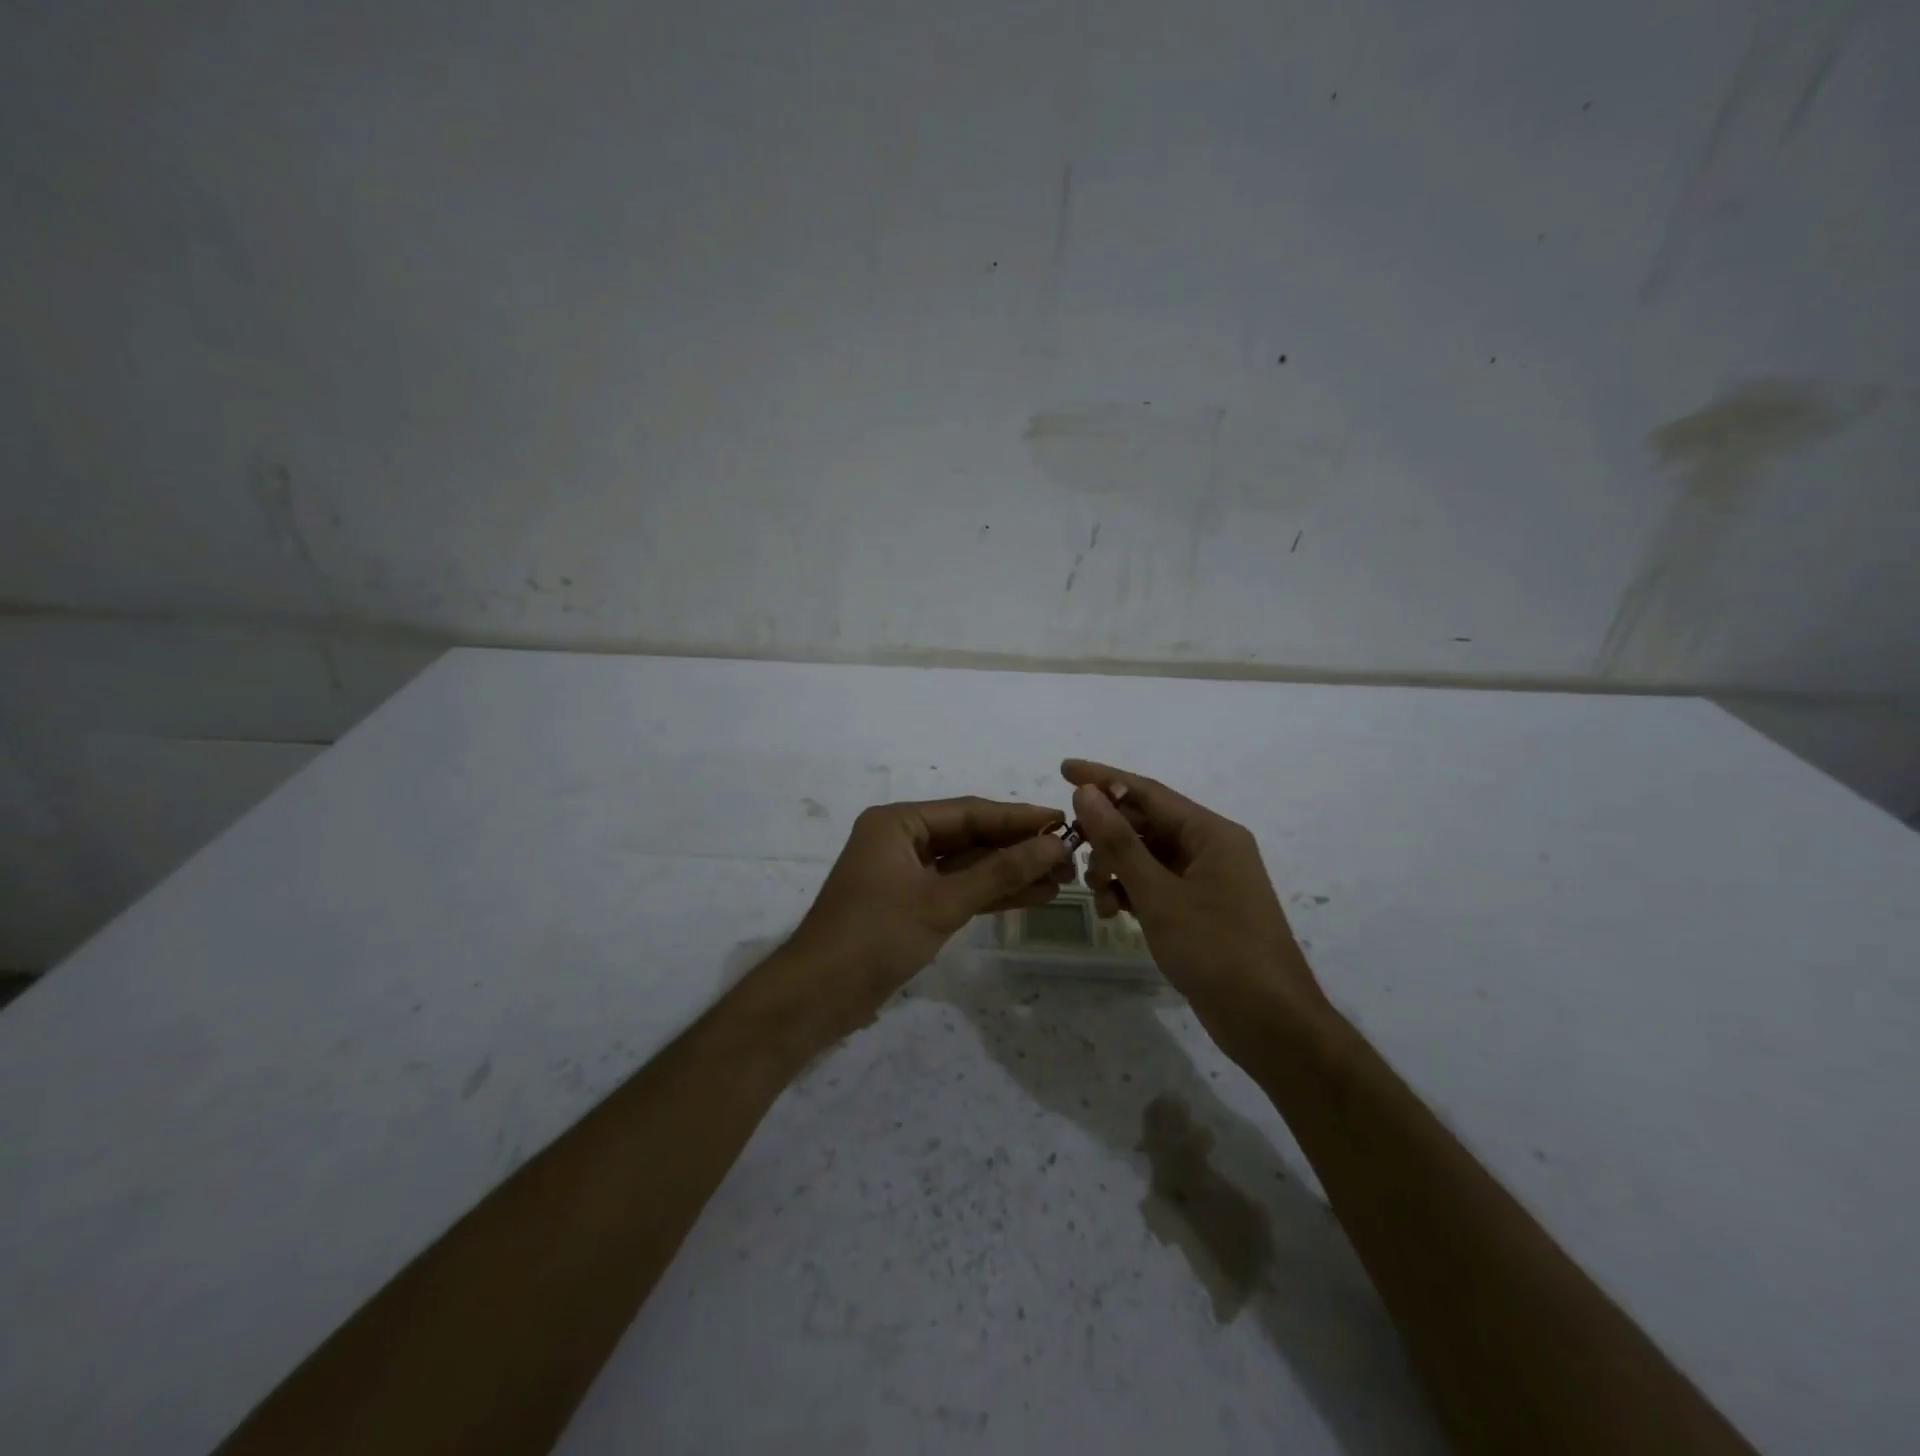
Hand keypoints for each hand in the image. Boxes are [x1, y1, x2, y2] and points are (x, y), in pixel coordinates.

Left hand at [782, 797, 1069, 1038]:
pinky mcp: (910, 904)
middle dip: (1018, 848)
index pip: (970, 812)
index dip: (1019, 818)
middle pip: (971, 836)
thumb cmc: (875, 936)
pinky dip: (990, 894)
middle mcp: (902, 840)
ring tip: (1062, 879)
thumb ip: (999, 872)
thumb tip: (1053, 845)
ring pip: (968, 866)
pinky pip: (957, 889)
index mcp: (898, 823)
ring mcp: (905, 873)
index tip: (1063, 821)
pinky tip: (1031, 896)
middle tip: (1070, 856)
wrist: (819, 996)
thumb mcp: (942, 902)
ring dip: (1010, 872)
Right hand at [1062, 760, 1328, 1051]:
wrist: (1269, 1023)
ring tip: (1098, 894)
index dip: (1103, 779)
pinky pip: (1157, 886)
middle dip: (1107, 836)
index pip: (1148, 792)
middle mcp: (1211, 848)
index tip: (1063, 769)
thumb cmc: (1216, 949)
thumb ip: (1119, 842)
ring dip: (1116, 869)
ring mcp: (1207, 881)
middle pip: (1146, 824)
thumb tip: (1086, 792)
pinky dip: (1132, 893)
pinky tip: (1114, 912)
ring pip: (1148, 858)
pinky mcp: (1201, 910)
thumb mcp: (1158, 894)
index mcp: (1211, 833)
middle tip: (1072, 850)